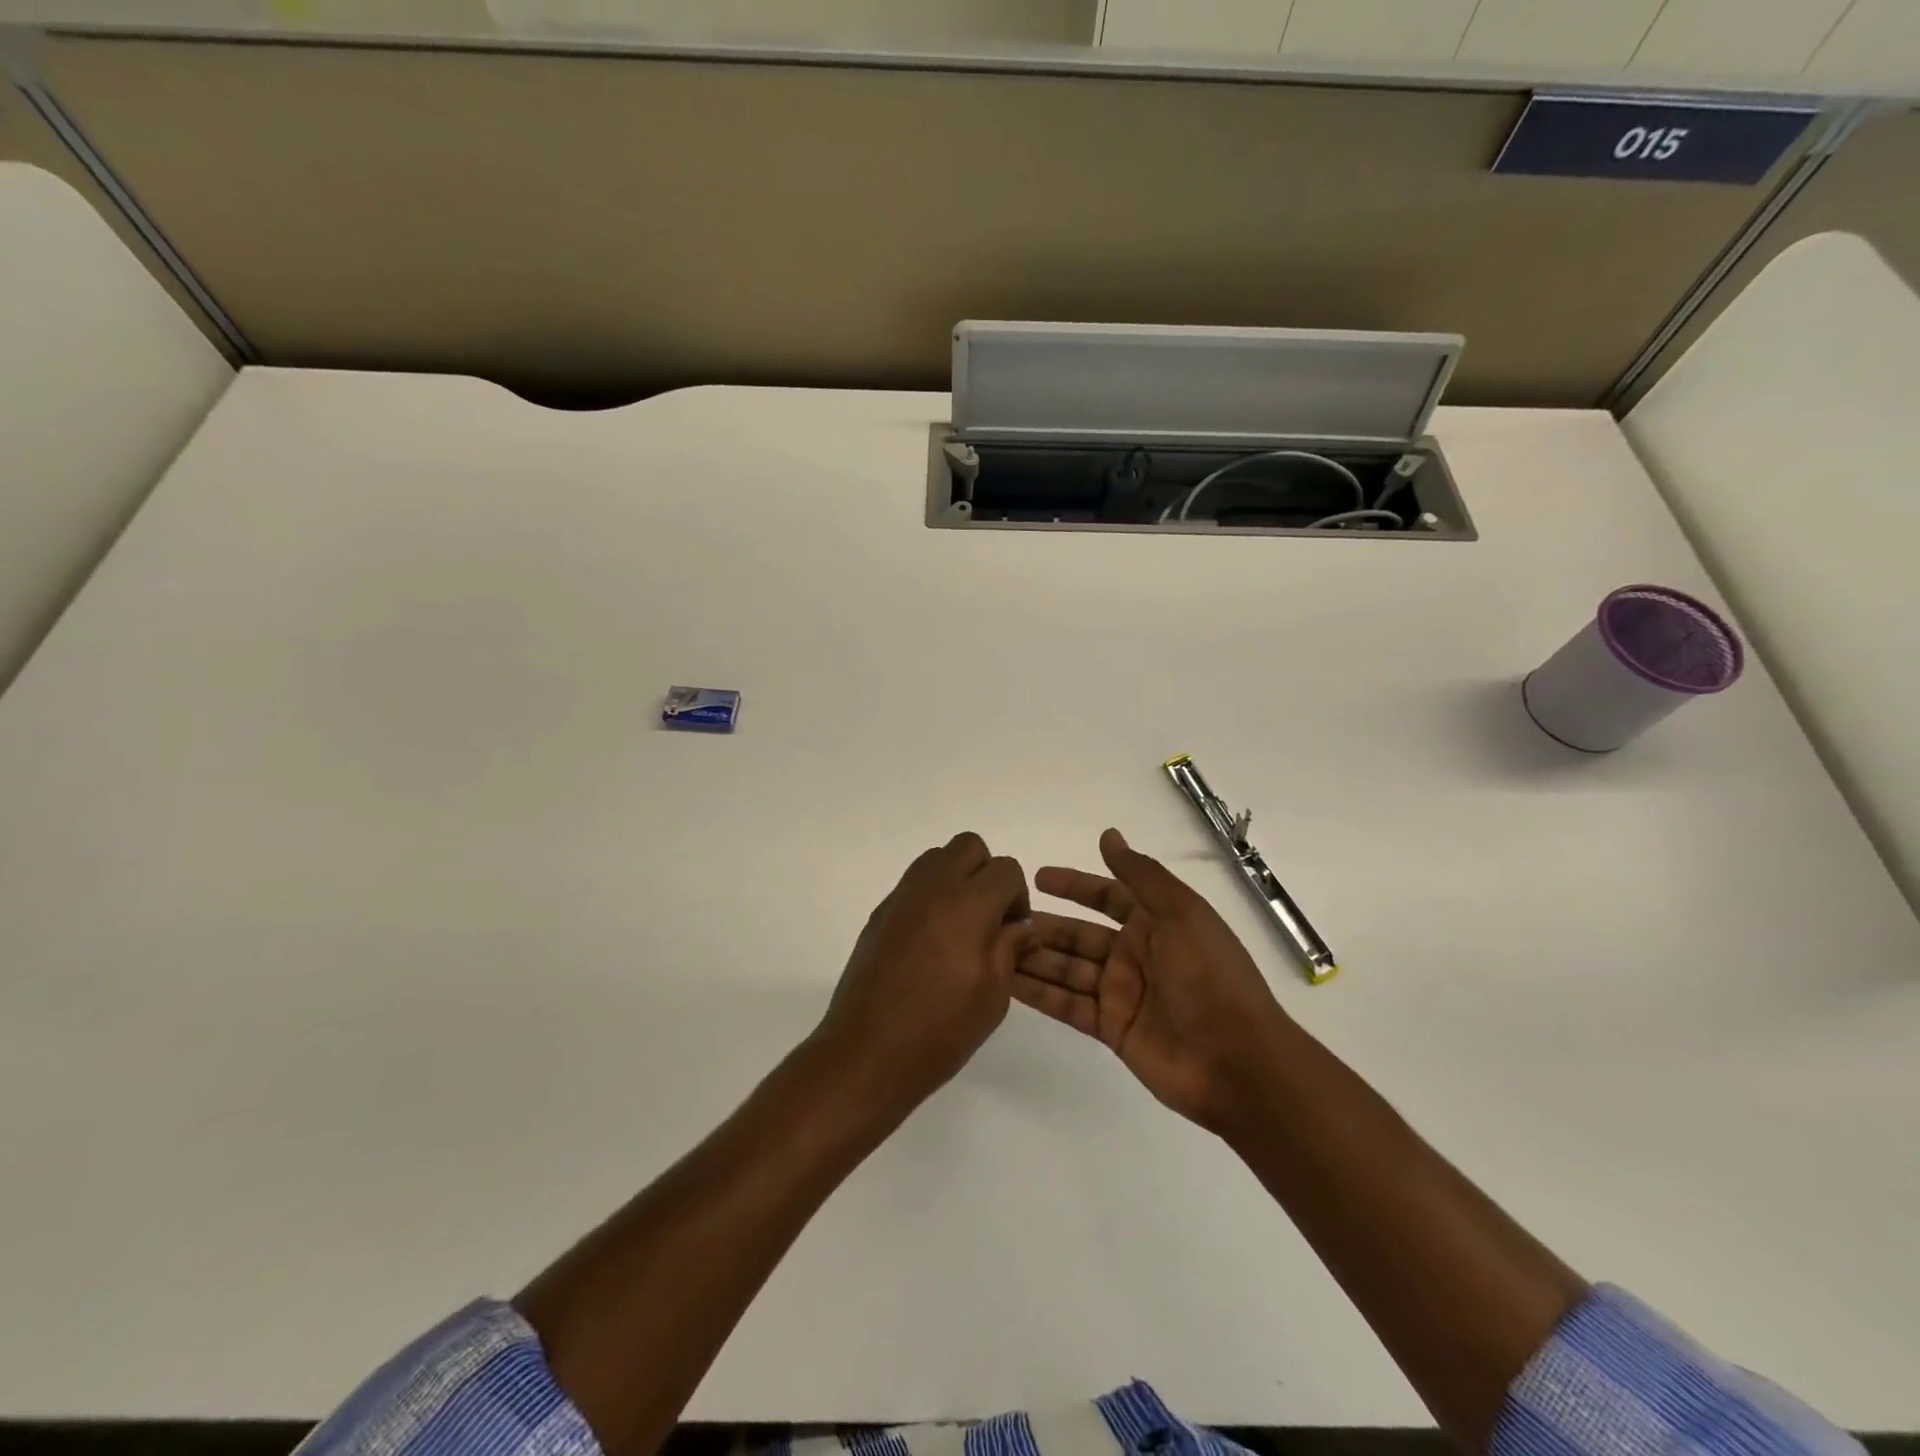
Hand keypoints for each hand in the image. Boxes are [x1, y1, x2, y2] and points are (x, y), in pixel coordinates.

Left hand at [813, 831, 1032, 1117]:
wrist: (867, 1053)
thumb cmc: (940, 1031)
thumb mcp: (993, 995)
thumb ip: (1010, 949)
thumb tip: (1021, 927)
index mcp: (967, 905)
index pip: (1005, 869)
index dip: (1017, 896)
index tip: (1013, 931)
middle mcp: (932, 888)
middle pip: (969, 847)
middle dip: (986, 874)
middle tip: (989, 918)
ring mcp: (901, 898)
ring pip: (936, 858)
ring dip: (956, 879)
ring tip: (960, 927)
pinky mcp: (879, 914)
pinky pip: (913, 884)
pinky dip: (930, 897)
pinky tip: (930, 943)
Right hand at [1015, 828, 1293, 1133]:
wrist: (1236, 1060)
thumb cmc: (1209, 976)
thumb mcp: (1180, 914)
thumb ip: (1141, 875)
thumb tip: (1108, 835)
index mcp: (1156, 923)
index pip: (1107, 895)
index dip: (1074, 885)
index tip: (1037, 878)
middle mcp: (1135, 954)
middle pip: (1080, 934)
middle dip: (1045, 926)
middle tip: (1001, 920)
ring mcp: (1121, 993)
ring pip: (1068, 968)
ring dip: (1035, 957)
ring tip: (993, 948)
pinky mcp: (1111, 1028)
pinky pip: (1068, 1004)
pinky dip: (1039, 993)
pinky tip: (1007, 982)